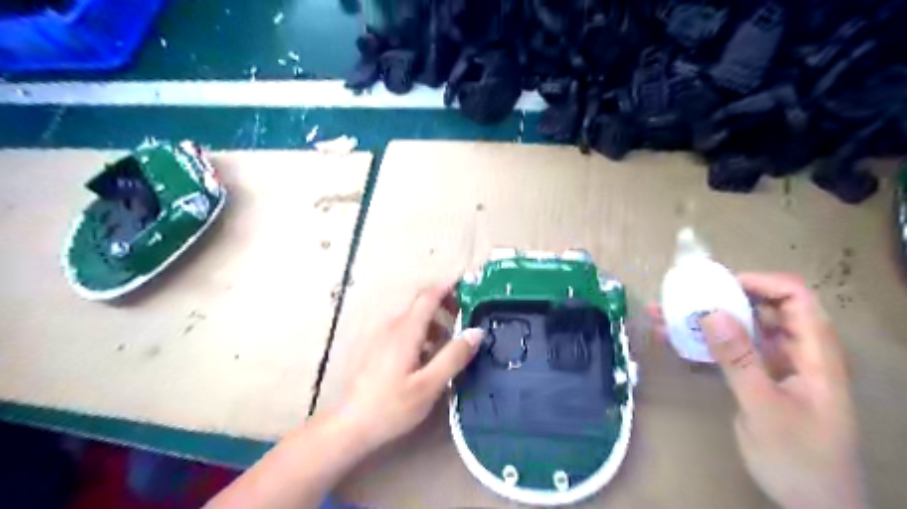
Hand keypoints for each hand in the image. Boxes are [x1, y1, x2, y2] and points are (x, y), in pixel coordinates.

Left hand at [334, 281, 489, 453]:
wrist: (349, 425)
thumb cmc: (391, 407)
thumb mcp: (428, 386)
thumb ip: (453, 356)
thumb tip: (476, 331)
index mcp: (406, 331)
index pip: (429, 296)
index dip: (449, 287)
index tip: (469, 285)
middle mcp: (392, 326)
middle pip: (421, 304)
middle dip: (445, 304)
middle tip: (467, 317)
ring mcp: (382, 335)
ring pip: (413, 318)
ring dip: (435, 321)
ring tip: (452, 341)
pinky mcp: (377, 347)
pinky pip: (405, 329)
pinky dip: (423, 333)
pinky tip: (429, 356)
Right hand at [645, 275, 862, 508]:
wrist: (812, 503)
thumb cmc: (799, 457)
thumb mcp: (765, 408)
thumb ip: (740, 360)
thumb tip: (711, 313)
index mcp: (814, 352)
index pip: (795, 298)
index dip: (759, 282)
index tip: (717, 286)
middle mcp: (795, 351)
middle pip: (761, 307)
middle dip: (718, 298)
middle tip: (679, 298)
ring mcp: (775, 364)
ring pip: (738, 328)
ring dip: (701, 319)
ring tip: (661, 314)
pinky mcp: (756, 377)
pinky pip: (727, 349)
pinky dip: (700, 342)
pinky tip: (671, 339)